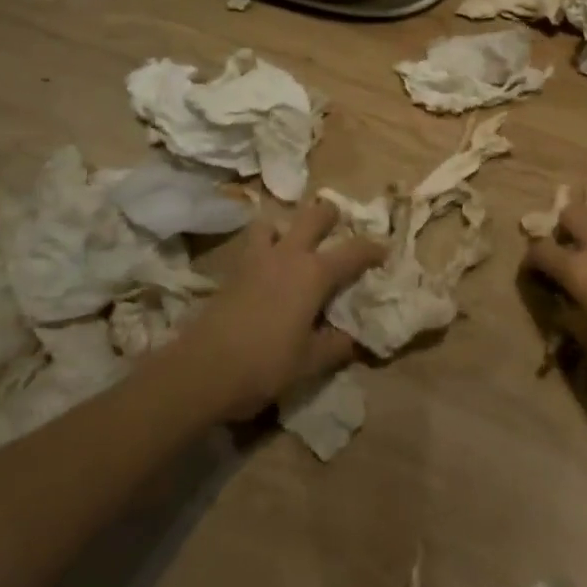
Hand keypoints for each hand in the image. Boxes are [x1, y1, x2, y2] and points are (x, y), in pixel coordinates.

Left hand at [172, 199, 384, 419]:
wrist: (202, 370)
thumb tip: (354, 338)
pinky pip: (252, 245)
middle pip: (314, 216)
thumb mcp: (310, 363)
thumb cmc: (264, 365)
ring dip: (287, 226)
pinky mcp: (232, 271)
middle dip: (330, 215)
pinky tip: (265, 270)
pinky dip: (263, 247)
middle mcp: (288, 255)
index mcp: (314, 274)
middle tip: (338, 226)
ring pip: (275, 222)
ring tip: (293, 244)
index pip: (353, 251)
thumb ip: (336, 346)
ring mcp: (257, 259)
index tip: (384, 250)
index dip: (373, 249)